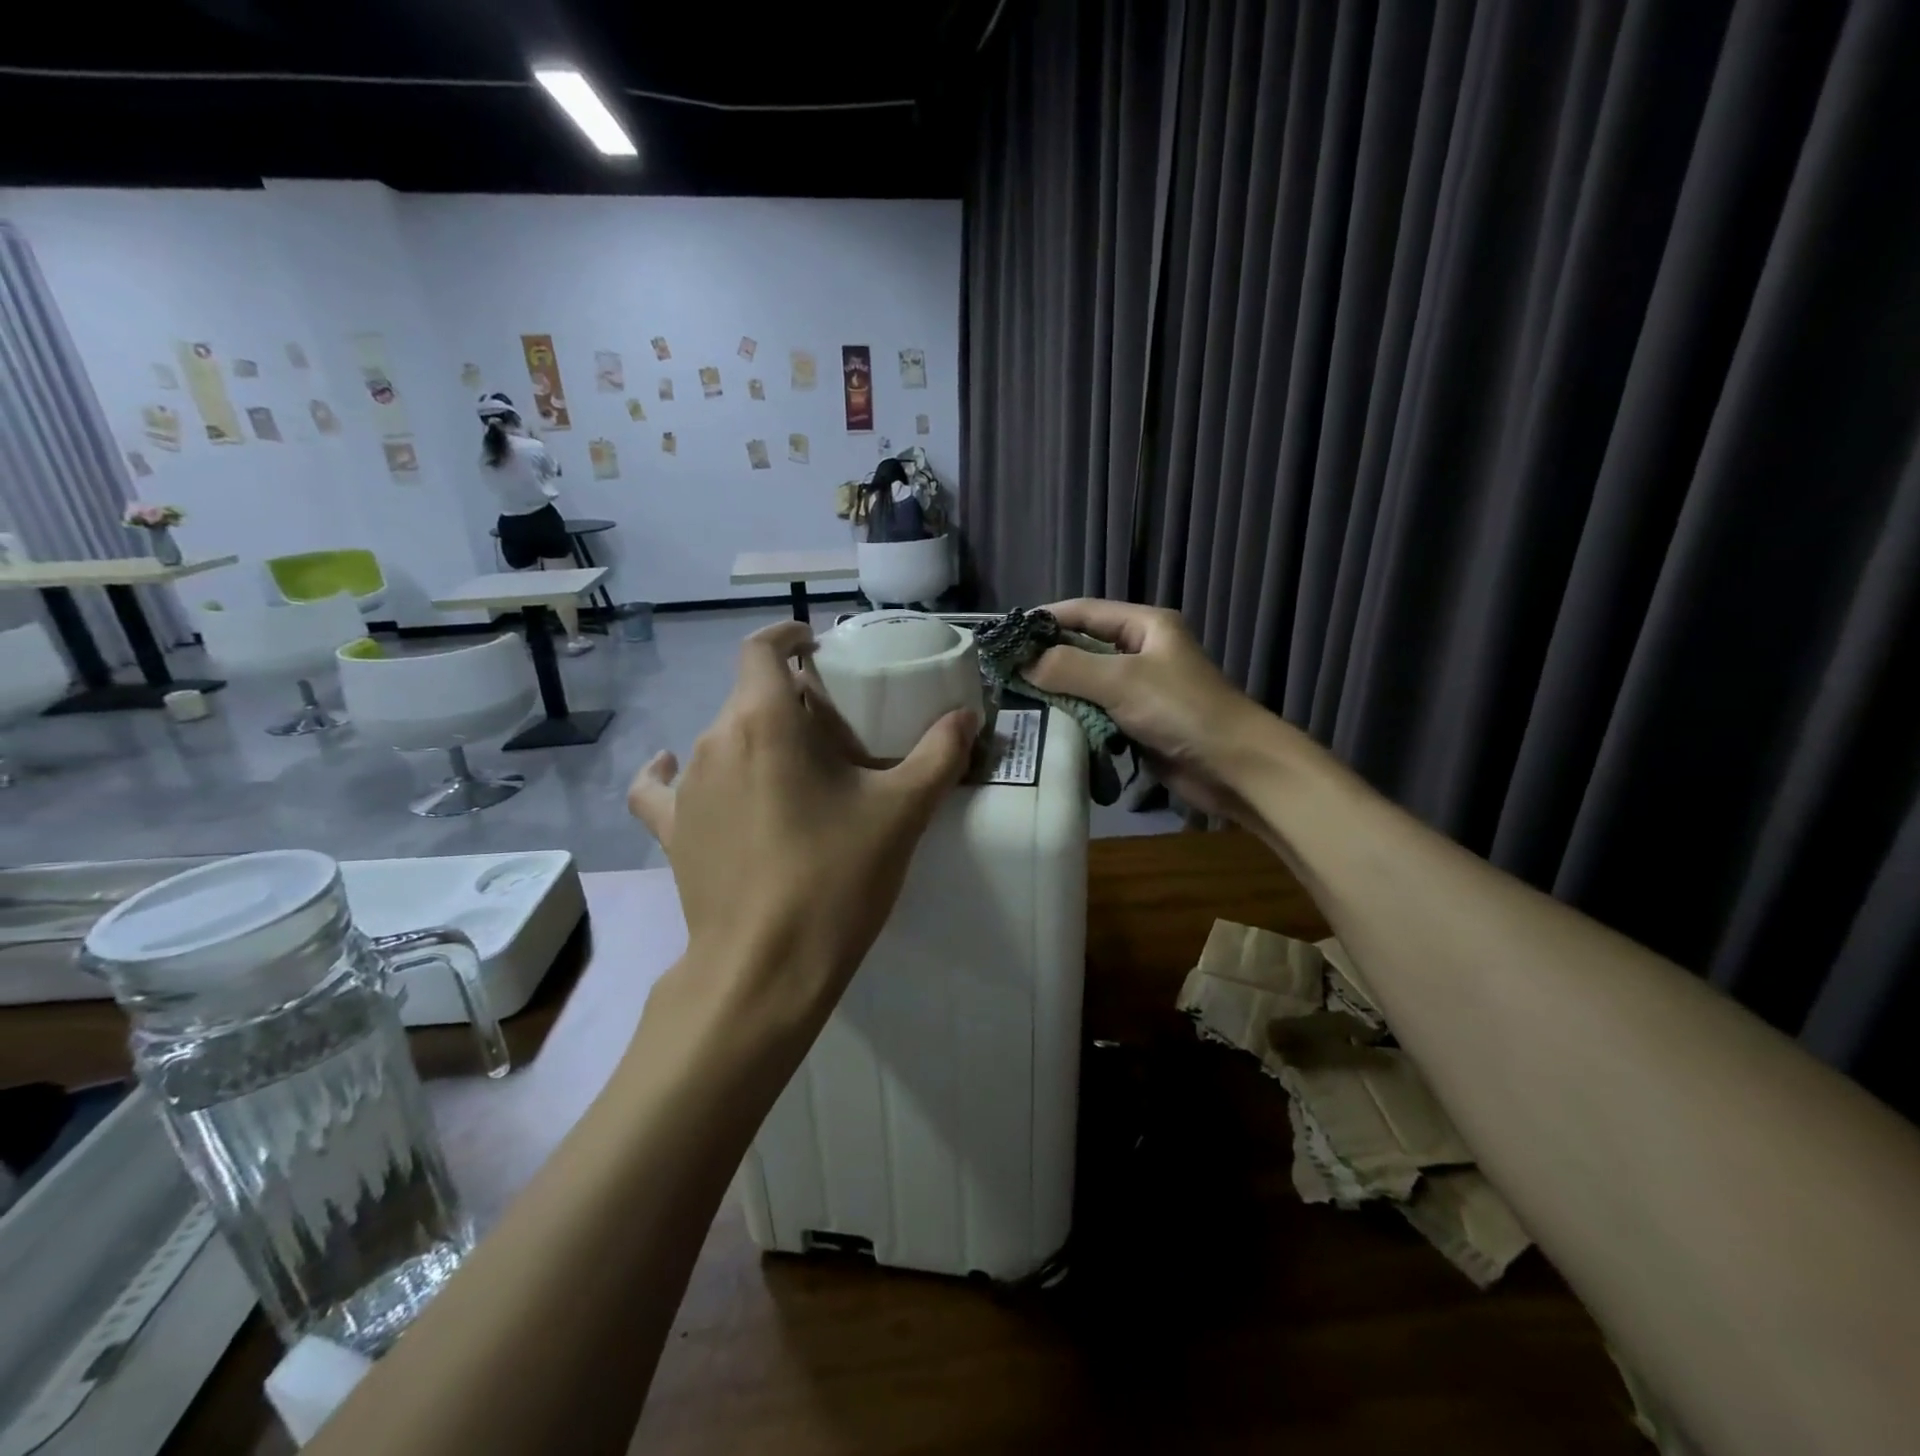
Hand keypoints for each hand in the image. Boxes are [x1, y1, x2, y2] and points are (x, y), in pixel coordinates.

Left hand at [627, 621, 976, 1033]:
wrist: (766, 968)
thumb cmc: (836, 877)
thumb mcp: (902, 812)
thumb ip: (939, 754)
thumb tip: (969, 717)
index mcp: (765, 720)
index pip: (762, 648)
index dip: (788, 635)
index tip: (816, 645)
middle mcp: (715, 740)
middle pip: (749, 695)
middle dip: (789, 698)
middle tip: (835, 729)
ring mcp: (687, 787)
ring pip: (722, 737)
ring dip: (755, 737)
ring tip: (795, 769)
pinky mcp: (671, 831)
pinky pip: (663, 787)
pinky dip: (672, 772)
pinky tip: (678, 771)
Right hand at [1024, 599, 1267, 822]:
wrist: (1234, 767)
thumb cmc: (1181, 710)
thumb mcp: (1121, 680)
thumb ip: (1068, 668)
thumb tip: (1022, 664)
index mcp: (1145, 626)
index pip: (1084, 611)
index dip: (1044, 620)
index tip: (1006, 635)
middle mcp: (1142, 652)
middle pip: (1083, 647)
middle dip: (1047, 658)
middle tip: (1004, 672)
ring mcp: (1141, 689)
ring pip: (1087, 683)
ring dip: (1058, 691)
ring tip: (1015, 698)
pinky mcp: (1138, 722)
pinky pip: (1097, 712)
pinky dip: (1074, 716)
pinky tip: (1046, 724)